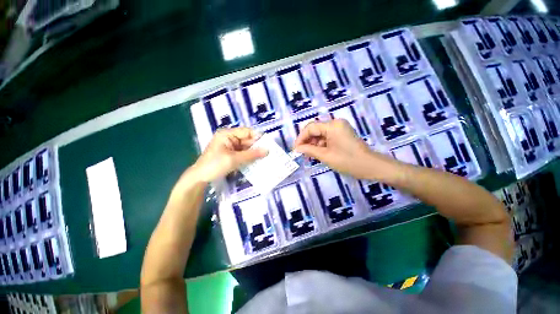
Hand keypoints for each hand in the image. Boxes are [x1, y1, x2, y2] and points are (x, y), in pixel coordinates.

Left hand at [191, 128, 266, 182]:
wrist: (200, 178)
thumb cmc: (215, 165)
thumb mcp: (234, 159)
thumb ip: (251, 155)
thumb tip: (267, 150)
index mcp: (227, 134)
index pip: (246, 131)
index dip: (257, 136)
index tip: (268, 144)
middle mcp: (229, 138)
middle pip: (247, 140)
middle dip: (257, 146)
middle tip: (269, 152)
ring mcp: (230, 146)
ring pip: (246, 147)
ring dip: (254, 153)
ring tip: (265, 157)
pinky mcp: (231, 154)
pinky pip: (243, 153)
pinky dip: (249, 157)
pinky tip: (257, 161)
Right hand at [294, 120, 390, 178]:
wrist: (371, 166)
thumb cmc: (348, 161)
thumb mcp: (326, 156)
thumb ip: (309, 150)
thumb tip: (297, 149)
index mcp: (332, 126)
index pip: (310, 128)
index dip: (301, 138)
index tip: (295, 149)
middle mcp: (336, 123)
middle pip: (315, 129)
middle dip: (307, 141)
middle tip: (301, 153)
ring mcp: (340, 127)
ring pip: (320, 133)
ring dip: (313, 143)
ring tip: (309, 155)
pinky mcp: (342, 133)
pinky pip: (326, 136)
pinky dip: (320, 144)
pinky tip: (318, 153)